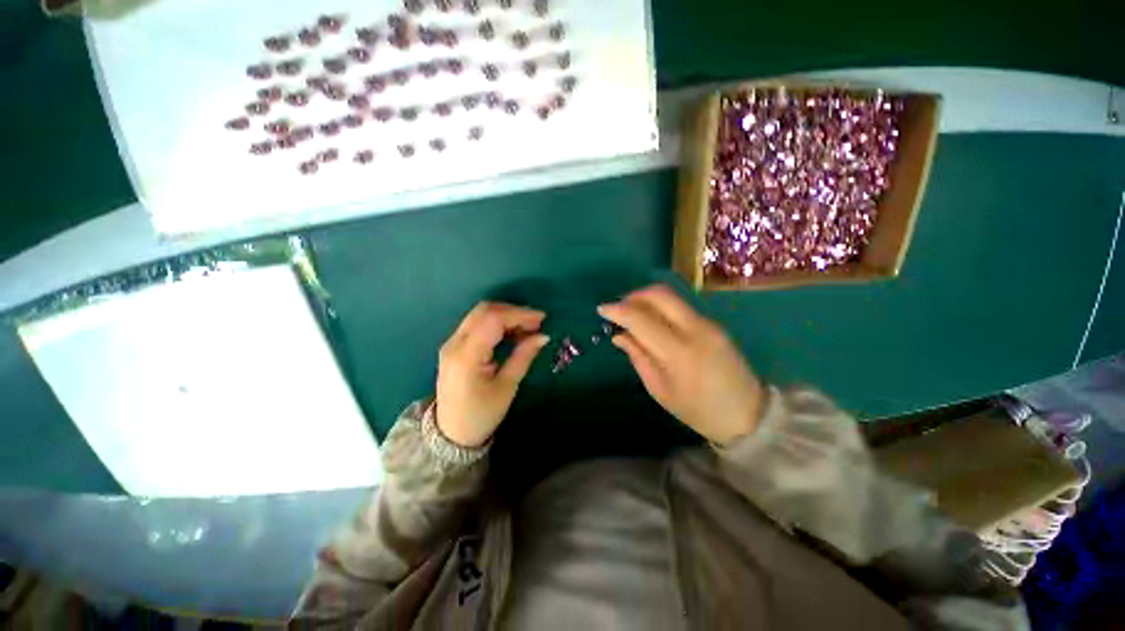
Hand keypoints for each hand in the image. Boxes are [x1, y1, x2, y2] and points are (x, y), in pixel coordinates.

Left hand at [436, 302, 549, 446]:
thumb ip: (523, 356)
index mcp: (467, 356)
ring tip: (528, 328)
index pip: (493, 319)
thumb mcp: (507, 387)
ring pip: (480, 315)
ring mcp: (451, 343)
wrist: (451, 434)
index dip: (519, 314)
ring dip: (506, 316)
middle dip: (513, 312)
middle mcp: (454, 343)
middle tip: (536, 323)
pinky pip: (476, 324)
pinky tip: (512, 333)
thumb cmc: (481, 414)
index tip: (541, 319)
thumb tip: (543, 336)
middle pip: (484, 311)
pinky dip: (496, 323)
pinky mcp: (454, 346)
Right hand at [599, 285, 762, 444]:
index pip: (642, 319)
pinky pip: (680, 306)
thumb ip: (638, 356)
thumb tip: (619, 334)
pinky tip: (652, 321)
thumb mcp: (660, 390)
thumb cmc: (698, 410)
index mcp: (679, 352)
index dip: (618, 310)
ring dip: (646, 299)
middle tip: (618, 308)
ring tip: (631, 314)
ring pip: (671, 296)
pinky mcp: (714, 323)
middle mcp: (696, 329)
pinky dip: (660, 307)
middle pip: (659, 295)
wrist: (747, 415)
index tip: (601, 310)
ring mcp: (708, 323)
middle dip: (633, 296)